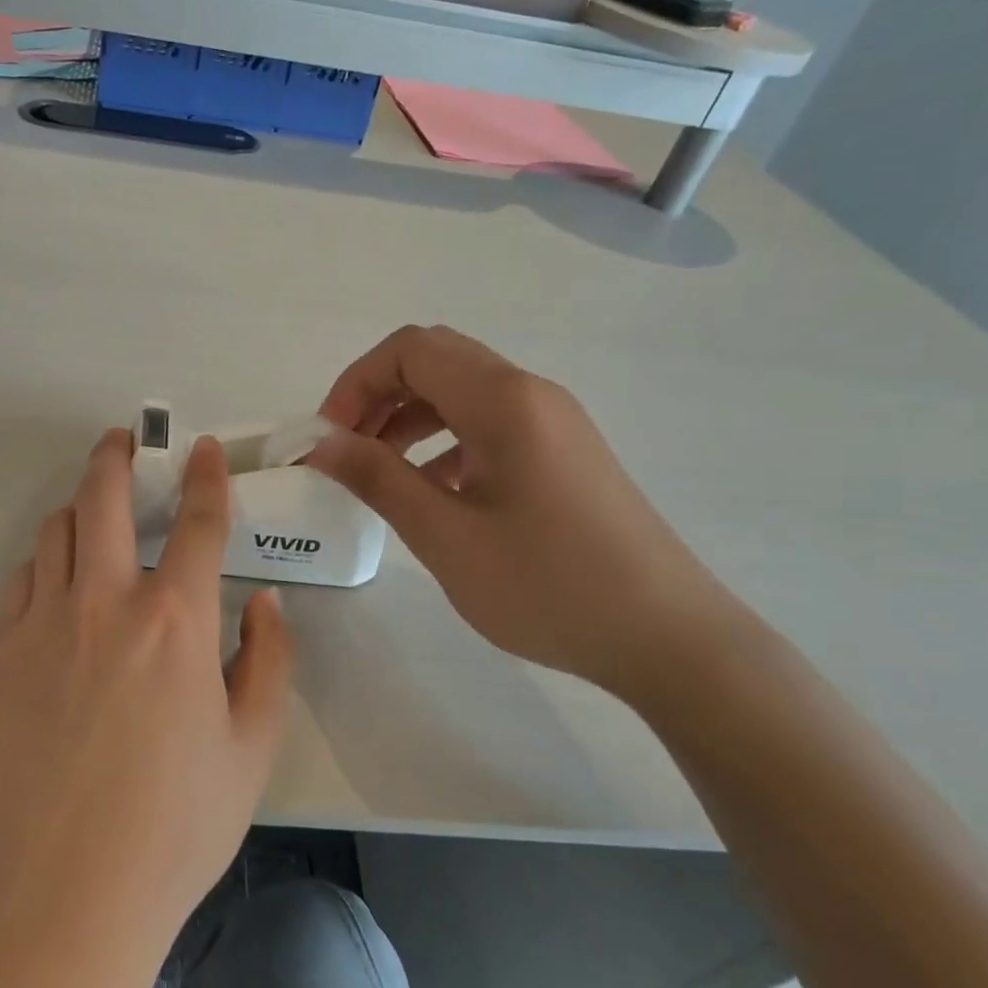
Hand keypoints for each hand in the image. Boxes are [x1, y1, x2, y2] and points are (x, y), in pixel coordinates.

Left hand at [0, 428, 293, 948]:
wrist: (63, 899)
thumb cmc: (174, 828)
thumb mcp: (251, 748)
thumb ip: (268, 662)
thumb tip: (266, 603)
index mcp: (176, 621)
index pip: (200, 523)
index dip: (205, 477)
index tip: (199, 450)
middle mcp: (106, 604)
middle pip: (104, 499)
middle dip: (116, 456)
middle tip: (123, 442)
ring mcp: (42, 625)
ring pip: (55, 533)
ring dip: (78, 509)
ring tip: (93, 515)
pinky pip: (21, 583)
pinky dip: (44, 566)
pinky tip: (56, 585)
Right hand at [306, 325, 743, 692]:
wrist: (667, 637)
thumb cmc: (548, 585)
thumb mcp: (446, 536)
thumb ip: (378, 479)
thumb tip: (320, 445)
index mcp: (503, 401)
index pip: (410, 350)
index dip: (356, 383)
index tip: (329, 439)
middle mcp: (531, 394)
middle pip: (436, 361)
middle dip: (378, 396)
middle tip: (347, 451)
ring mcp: (553, 422)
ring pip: (462, 393)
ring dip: (409, 419)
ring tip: (379, 474)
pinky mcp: (562, 453)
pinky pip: (489, 425)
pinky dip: (445, 443)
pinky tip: (432, 493)